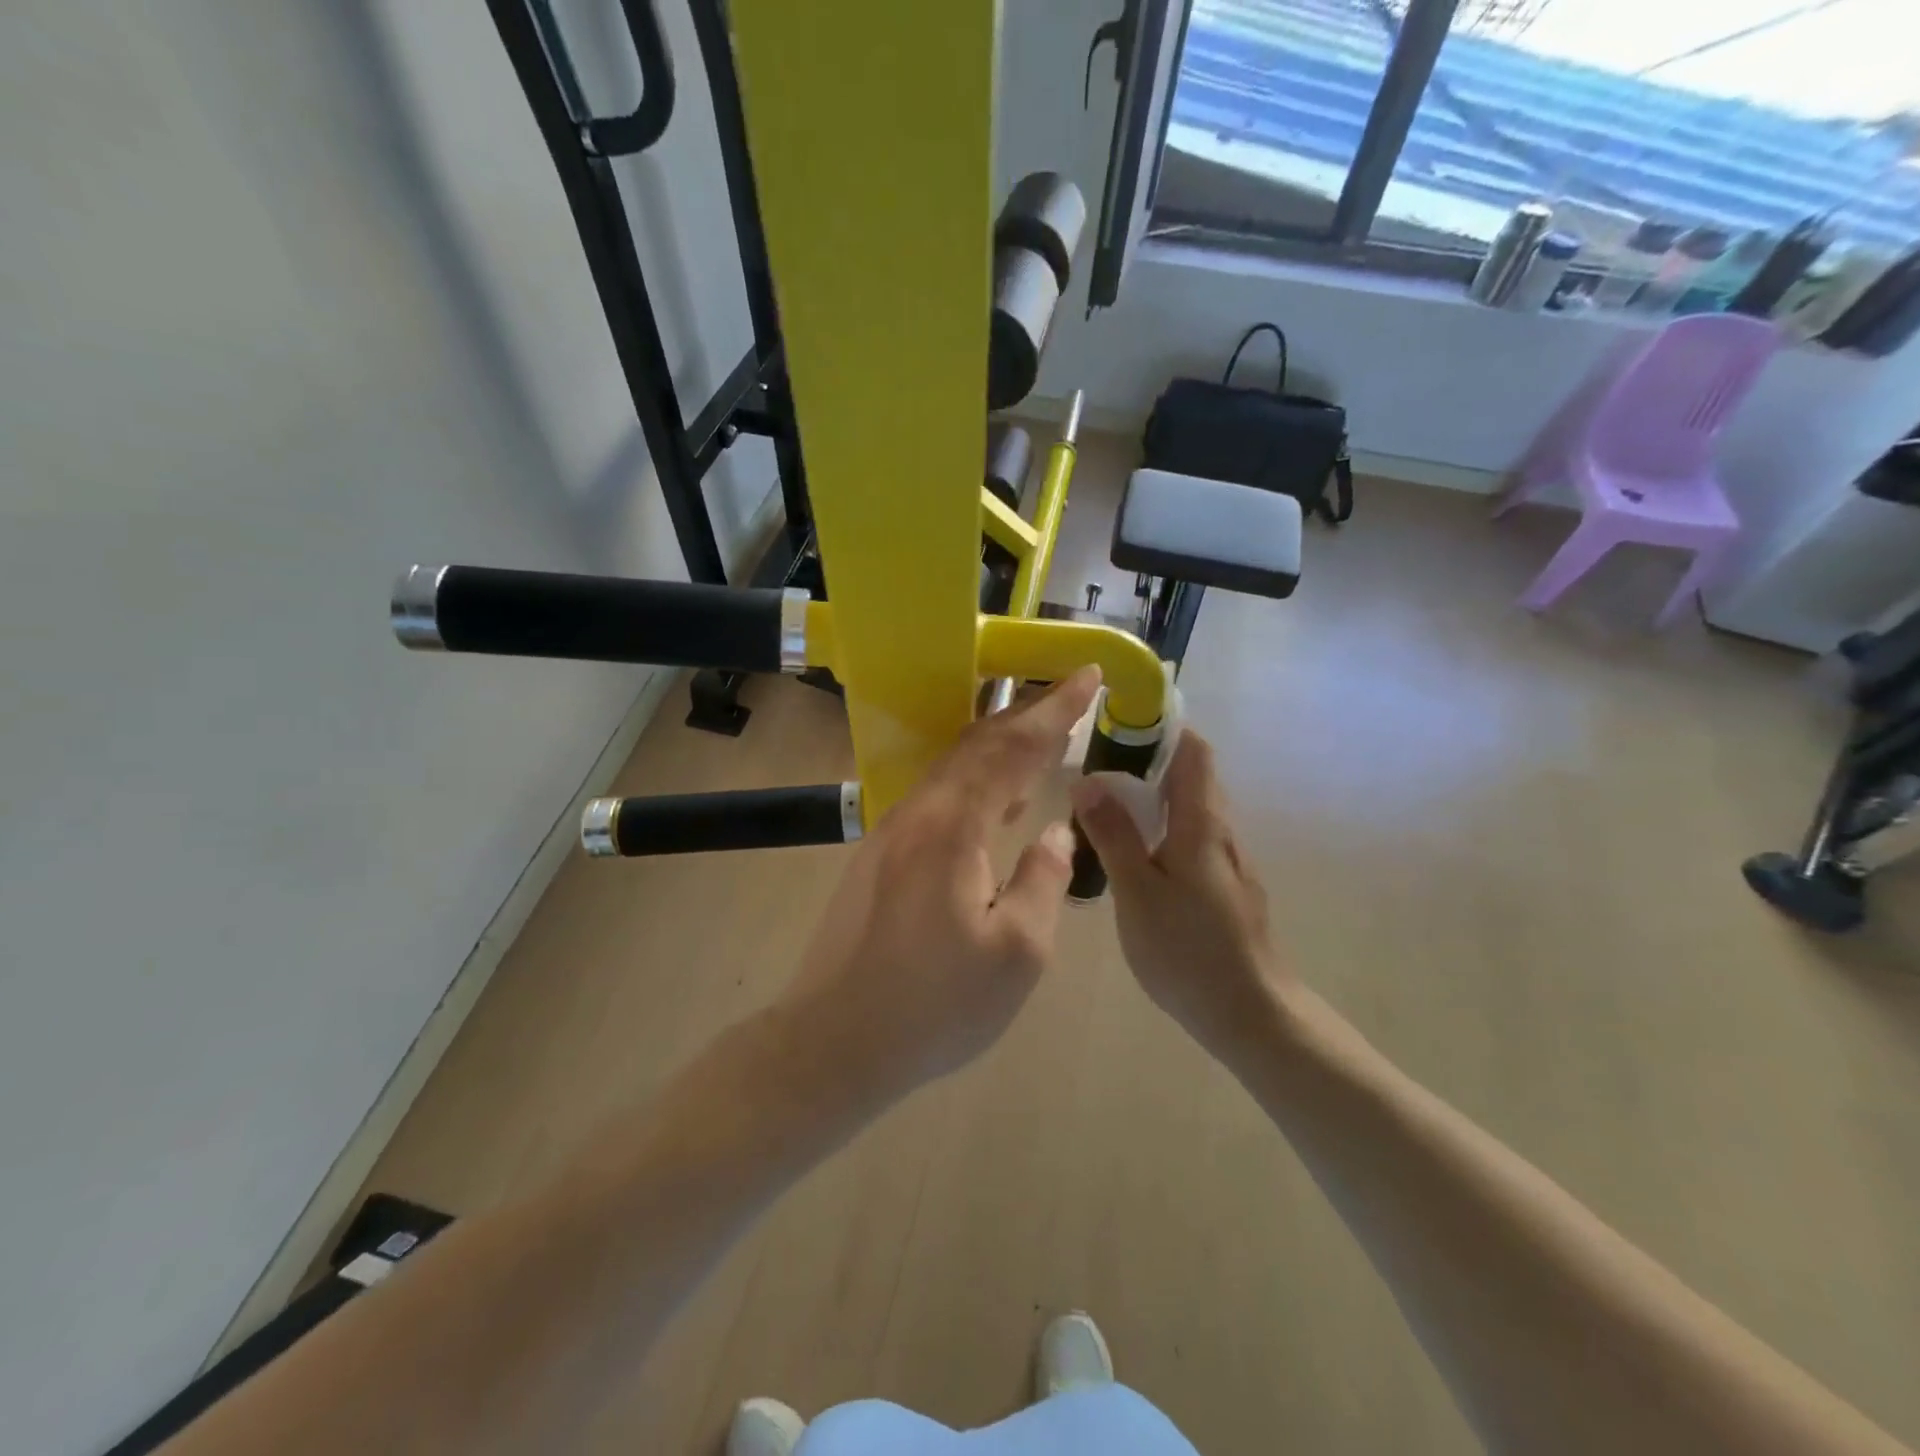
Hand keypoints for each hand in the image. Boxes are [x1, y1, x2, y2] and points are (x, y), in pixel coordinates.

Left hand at [780, 668, 1102, 1105]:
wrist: (834, 1040)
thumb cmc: (934, 1004)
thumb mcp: (1016, 952)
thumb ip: (1043, 880)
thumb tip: (1054, 830)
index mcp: (954, 826)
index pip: (1013, 748)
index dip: (1054, 710)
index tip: (1087, 675)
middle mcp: (918, 812)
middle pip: (977, 745)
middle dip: (1026, 713)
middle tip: (1068, 693)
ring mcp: (890, 832)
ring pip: (953, 769)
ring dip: (998, 746)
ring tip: (1039, 737)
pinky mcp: (878, 855)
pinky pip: (937, 797)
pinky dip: (975, 781)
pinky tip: (993, 802)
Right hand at [1070, 732, 1289, 1063]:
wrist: (1252, 1014)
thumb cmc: (1188, 950)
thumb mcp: (1137, 891)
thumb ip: (1113, 835)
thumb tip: (1088, 780)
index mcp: (1201, 823)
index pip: (1193, 751)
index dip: (1163, 727)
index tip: (1120, 721)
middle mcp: (1221, 832)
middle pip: (1190, 776)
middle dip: (1148, 761)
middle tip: (1096, 767)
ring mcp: (1228, 861)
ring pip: (1190, 809)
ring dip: (1152, 797)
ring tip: (1104, 806)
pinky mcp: (1226, 887)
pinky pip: (1191, 838)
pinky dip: (1162, 828)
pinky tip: (1133, 854)